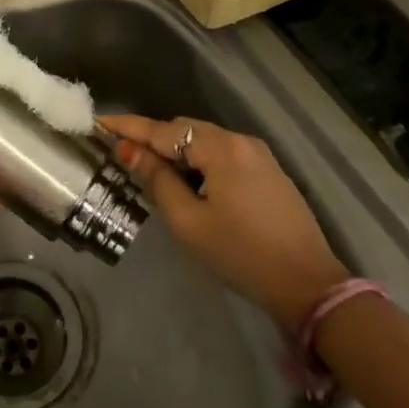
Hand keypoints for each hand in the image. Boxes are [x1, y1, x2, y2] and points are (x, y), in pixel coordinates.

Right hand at [98, 114, 349, 327]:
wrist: (309, 286)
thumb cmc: (241, 254)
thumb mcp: (189, 222)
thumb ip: (157, 180)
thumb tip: (130, 151)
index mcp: (220, 148)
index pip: (163, 130)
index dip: (129, 127)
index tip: (99, 121)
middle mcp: (240, 140)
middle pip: (184, 129)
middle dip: (153, 139)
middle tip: (122, 156)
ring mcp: (258, 155)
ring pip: (204, 141)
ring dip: (176, 152)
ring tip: (152, 173)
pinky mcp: (269, 172)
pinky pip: (222, 154)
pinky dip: (199, 161)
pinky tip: (189, 183)